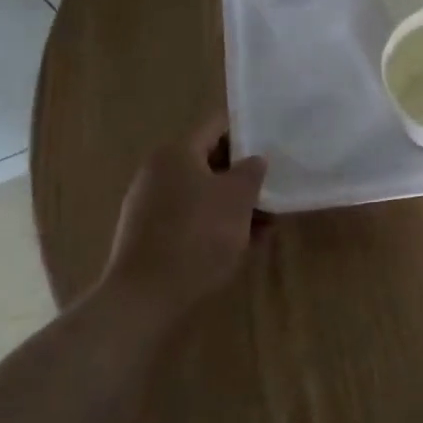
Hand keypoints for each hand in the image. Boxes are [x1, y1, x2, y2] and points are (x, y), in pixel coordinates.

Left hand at [96, 116, 267, 332]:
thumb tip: (254, 159)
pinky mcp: (151, 237)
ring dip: (234, 203)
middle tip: (275, 182)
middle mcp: (159, 172)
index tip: (273, 139)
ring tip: (268, 220)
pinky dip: (217, 225)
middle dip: (243, 173)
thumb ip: (251, 172)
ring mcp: (151, 206)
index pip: (217, 125)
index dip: (247, 129)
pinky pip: (191, 220)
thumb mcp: (238, 198)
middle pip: (209, 161)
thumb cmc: (198, 235)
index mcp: (176, 152)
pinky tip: (245, 243)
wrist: (147, 298)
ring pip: (203, 194)